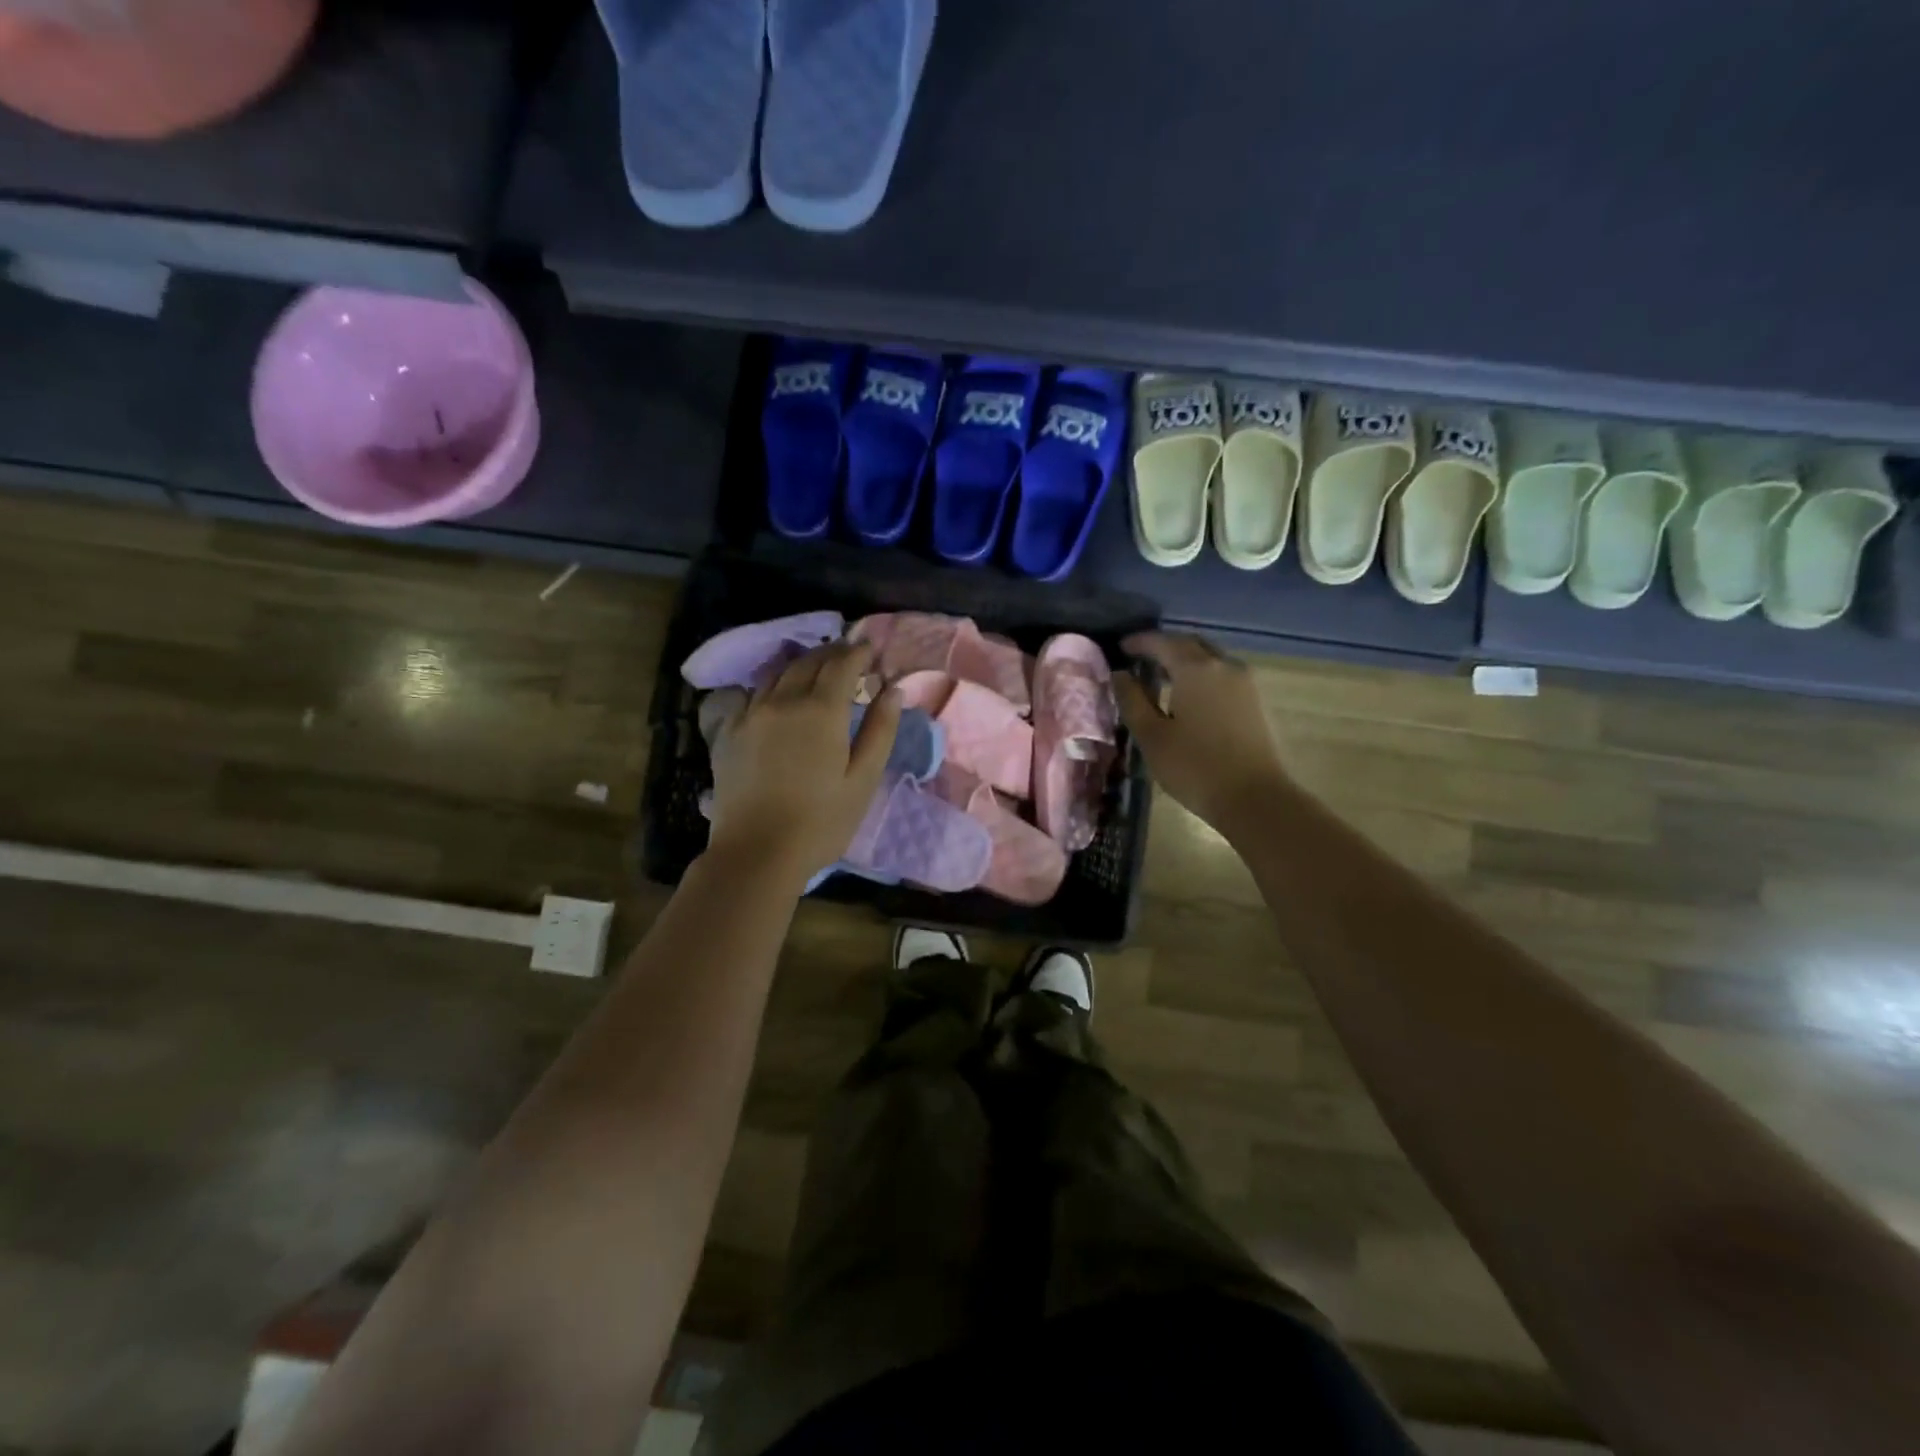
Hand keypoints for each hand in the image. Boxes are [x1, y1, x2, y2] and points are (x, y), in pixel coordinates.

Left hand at [704, 640, 900, 884]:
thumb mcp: (863, 779)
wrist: (756, 852)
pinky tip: (777, 697)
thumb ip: (880, 730)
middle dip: (832, 654)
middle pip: (808, 662)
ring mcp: (751, 714)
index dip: (858, 652)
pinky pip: (752, 694)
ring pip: (778, 674)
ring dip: (801, 665)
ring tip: (816, 670)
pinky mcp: (728, 731)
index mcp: (821, 710)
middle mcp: (783, 700)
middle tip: (848, 656)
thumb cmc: (821, 821)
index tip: (870, 648)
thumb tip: (893, 690)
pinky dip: (772, 686)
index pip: (842, 664)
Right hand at [1114, 631, 1289, 838]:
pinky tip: (1188, 695)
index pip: (1163, 642)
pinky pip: (1222, 674)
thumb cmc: (1194, 767)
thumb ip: (1132, 700)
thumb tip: (1120, 674)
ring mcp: (1245, 683)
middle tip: (1140, 658)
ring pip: (1210, 658)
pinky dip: (1201, 675)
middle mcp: (1224, 666)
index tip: (1121, 647)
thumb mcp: (1152, 736)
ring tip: (1161, 676)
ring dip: (1185, 660)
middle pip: (1190, 644)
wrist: (1254, 798)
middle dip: (1164, 646)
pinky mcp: (1255, 701)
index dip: (1140, 641)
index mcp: (1196, 669)